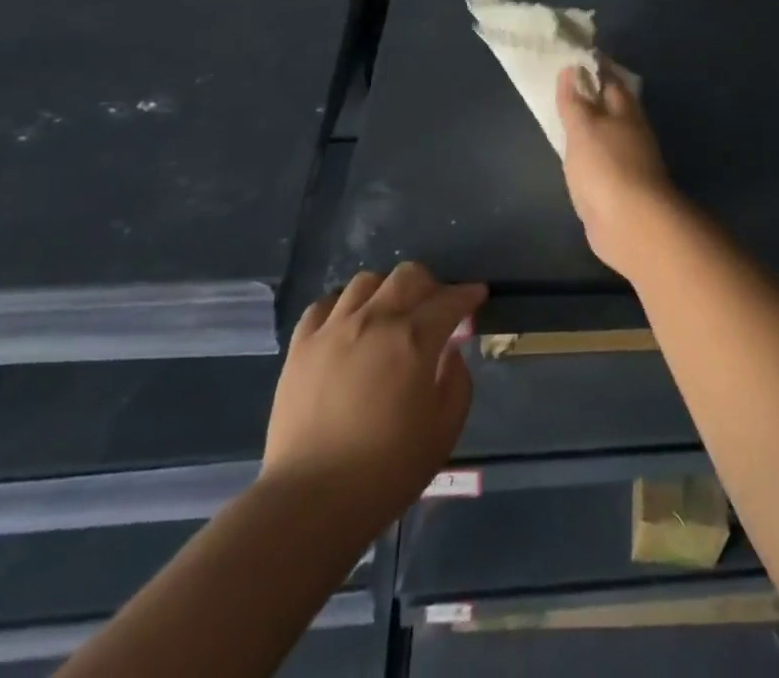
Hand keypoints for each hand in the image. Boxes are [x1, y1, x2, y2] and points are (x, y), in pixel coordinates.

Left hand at [265, 264, 485, 525]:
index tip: (476, 296)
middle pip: (408, 275)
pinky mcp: (301, 345)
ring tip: (389, 314)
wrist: (310, 502)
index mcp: (415, 339)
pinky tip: (348, 325)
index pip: (450, 300)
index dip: (468, 295)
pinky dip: (343, 306)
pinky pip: (324, 305)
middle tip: (434, 308)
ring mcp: (333, 329)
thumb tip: (450, 353)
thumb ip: (457, 382)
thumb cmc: (386, 471)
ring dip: (386, 291)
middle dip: (430, 285)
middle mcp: (375, 320)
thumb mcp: (444, 432)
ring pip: (366, 281)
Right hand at [557, 64, 686, 278]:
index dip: (593, 67)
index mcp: (625, 111)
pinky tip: (575, 155)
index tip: (574, 56)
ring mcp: (628, 161)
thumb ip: (574, 101)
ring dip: (591, 125)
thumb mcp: (583, 128)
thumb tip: (572, 67)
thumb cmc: (605, 167)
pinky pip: (601, 161)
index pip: (609, 80)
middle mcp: (631, 132)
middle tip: (565, 85)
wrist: (630, 225)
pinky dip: (589, 152)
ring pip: (607, 134)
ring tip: (566, 117)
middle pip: (611, 107)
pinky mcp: (620, 188)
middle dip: (593, 96)